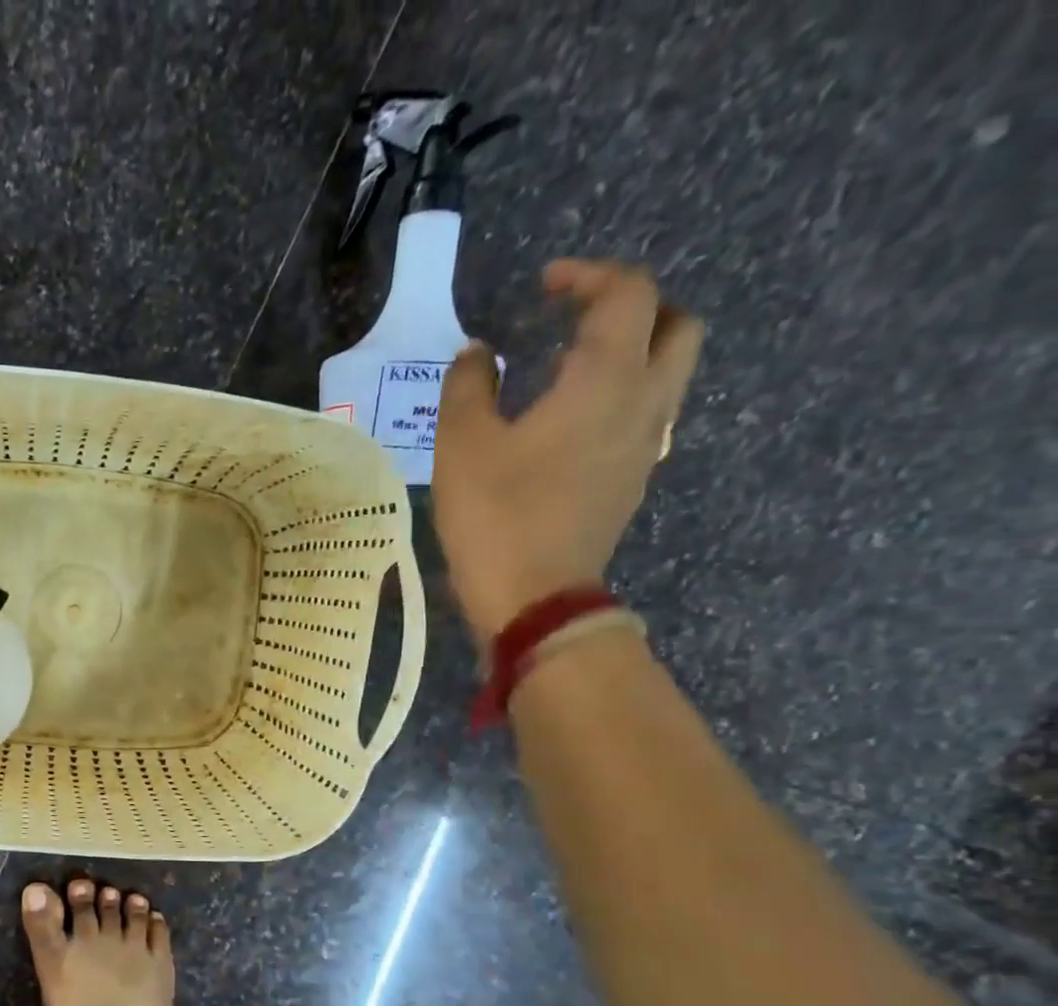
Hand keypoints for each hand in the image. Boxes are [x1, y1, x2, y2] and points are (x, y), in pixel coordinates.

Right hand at [433, 259, 703, 645]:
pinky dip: (621, 397)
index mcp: (606, 379)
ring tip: (574, 368)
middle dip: (635, 308)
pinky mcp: (632, 481)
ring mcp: (645, 446)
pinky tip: (571, 422)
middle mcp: (644, 402)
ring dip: (633, 353)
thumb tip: (479, 354)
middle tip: (582, 318)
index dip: (589, 276)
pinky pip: (645, 416)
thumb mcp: (461, 445)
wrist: (534, 597)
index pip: (627, 294)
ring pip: (668, 374)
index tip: (546, 284)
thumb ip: (468, 386)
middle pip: (676, 325)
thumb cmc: (496, 515)